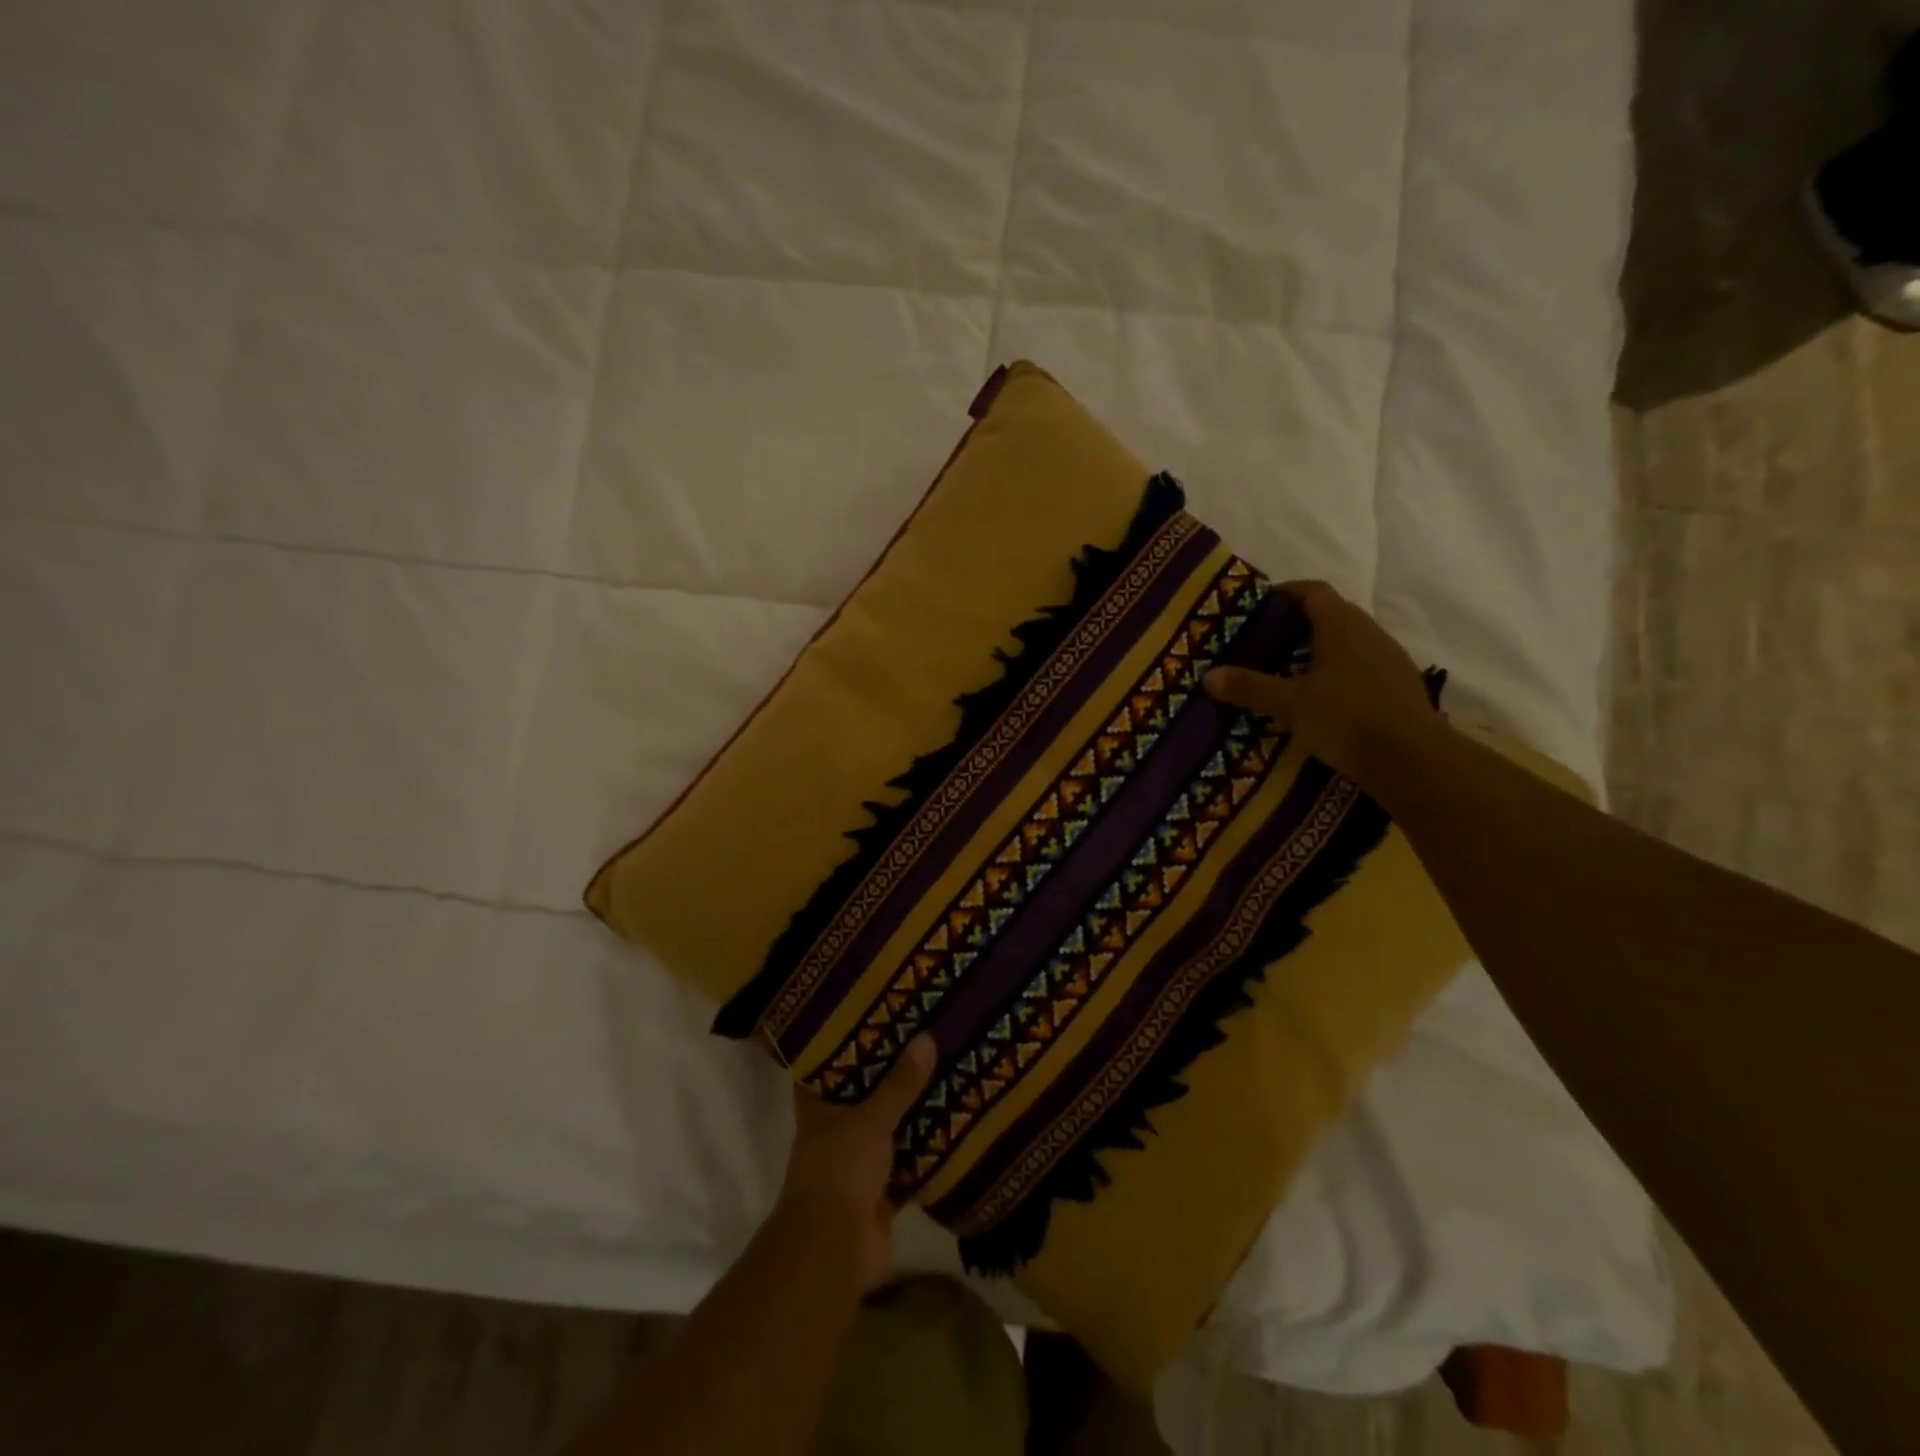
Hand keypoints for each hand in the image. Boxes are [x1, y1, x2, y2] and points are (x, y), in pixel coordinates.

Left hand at [775, 1034, 936, 1289]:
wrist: (833, 1254)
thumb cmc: (839, 1172)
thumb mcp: (871, 1120)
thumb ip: (899, 1084)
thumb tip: (926, 1037)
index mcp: (820, 1109)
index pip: (829, 1067)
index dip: (848, 1044)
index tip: (876, 1018)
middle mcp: (836, 1132)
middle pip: (866, 1096)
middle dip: (892, 1075)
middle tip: (925, 1038)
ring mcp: (859, 1164)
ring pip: (890, 1129)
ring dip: (913, 1112)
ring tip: (947, 1072)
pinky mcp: (882, 1193)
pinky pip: (909, 1165)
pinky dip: (928, 1152)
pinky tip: (956, 1126)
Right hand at [1204, 580, 1444, 786]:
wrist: (1413, 758)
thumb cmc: (1346, 718)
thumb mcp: (1290, 704)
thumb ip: (1250, 687)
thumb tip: (1209, 675)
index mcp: (1341, 625)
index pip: (1313, 591)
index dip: (1287, 592)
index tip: (1261, 604)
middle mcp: (1369, 632)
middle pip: (1332, 614)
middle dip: (1299, 622)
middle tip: (1268, 641)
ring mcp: (1389, 658)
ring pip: (1349, 641)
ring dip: (1321, 648)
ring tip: (1290, 670)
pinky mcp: (1399, 684)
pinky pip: (1362, 665)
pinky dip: (1339, 672)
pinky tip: (1323, 698)